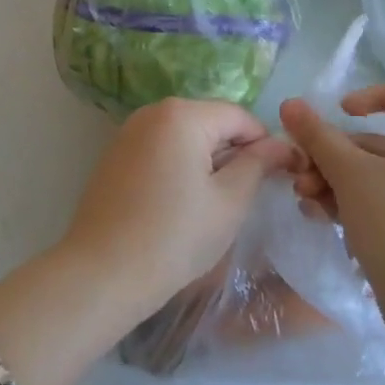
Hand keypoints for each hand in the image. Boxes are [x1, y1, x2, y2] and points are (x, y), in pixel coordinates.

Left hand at [58, 98, 295, 324]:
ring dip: (207, 160)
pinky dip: (179, 166)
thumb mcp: (229, 202)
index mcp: (182, 114)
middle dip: (234, 152)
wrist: (102, 273)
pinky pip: (160, 149)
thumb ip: (258, 165)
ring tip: (215, 204)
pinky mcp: (115, 154)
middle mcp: (153, 111)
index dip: (264, 144)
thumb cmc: (175, 236)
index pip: (239, 116)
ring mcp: (129, 131)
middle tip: (247, 196)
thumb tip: (281, 145)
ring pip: (185, 136)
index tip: (279, 178)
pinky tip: (180, 204)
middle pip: (210, 121)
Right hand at [279, 85, 384, 300]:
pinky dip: (352, 205)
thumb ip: (318, 136)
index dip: (372, 96)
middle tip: (300, 172)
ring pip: (375, 178)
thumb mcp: (349, 173)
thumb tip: (290, 104)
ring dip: (334, 182)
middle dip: (333, 156)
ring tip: (304, 200)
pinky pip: (383, 205)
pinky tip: (319, 217)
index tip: (340, 112)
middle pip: (379, 144)